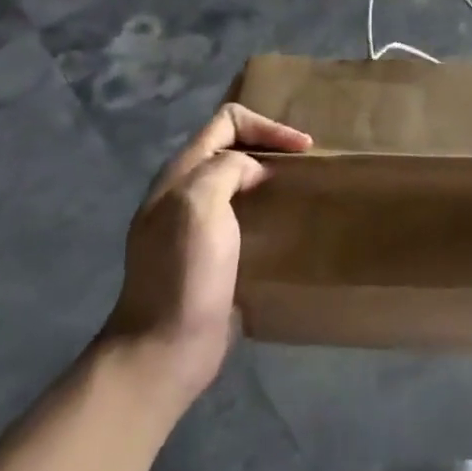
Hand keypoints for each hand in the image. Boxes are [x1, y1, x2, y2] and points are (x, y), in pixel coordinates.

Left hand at [103, 102, 311, 398]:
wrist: (165, 347)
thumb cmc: (184, 272)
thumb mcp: (199, 205)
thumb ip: (225, 169)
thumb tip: (252, 169)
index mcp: (179, 175)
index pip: (225, 122)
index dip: (266, 126)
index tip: (302, 148)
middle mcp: (185, 193)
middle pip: (231, 148)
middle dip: (270, 146)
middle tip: (306, 164)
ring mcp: (197, 226)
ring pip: (239, 181)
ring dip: (270, 178)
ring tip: (302, 189)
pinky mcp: (212, 256)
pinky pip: (244, 216)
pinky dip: (267, 209)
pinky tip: (286, 224)